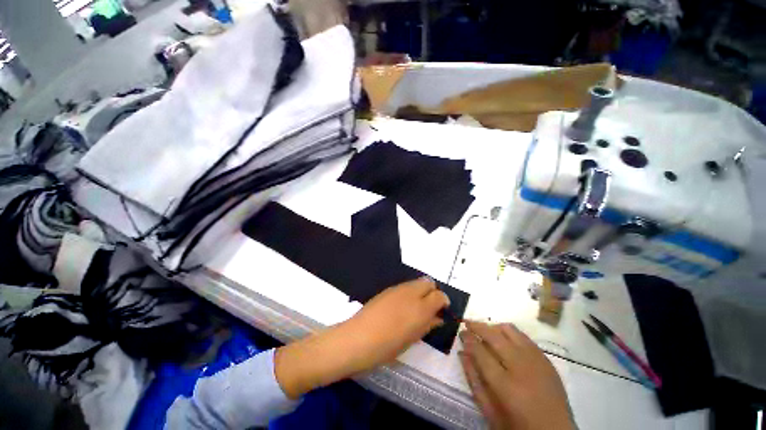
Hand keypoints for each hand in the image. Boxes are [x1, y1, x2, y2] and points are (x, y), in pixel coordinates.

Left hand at [275, 277, 448, 397]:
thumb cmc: (386, 347)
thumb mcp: (411, 340)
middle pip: (428, 282)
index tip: (441, 311)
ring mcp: (397, 289)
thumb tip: (437, 318)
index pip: (439, 295)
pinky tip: (400, 307)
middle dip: (432, 292)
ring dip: (420, 291)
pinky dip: (408, 293)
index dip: (443, 302)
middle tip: (429, 308)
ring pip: (416, 282)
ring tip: (413, 308)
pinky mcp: (387, 289)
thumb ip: (427, 325)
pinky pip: (404, 286)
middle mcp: (411, 293)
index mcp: (420, 308)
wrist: (357, 338)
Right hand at [459, 322, 573, 429]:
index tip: (461, 332)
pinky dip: (509, 333)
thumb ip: (474, 380)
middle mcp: (521, 367)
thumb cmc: (517, 425)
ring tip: (484, 331)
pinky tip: (504, 339)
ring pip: (509, 330)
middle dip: (477, 326)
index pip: (480, 351)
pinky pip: (524, 336)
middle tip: (466, 323)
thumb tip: (462, 353)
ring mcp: (536, 360)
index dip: (468, 338)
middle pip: (494, 335)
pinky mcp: (546, 359)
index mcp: (505, 385)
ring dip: (493, 327)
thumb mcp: (489, 411)